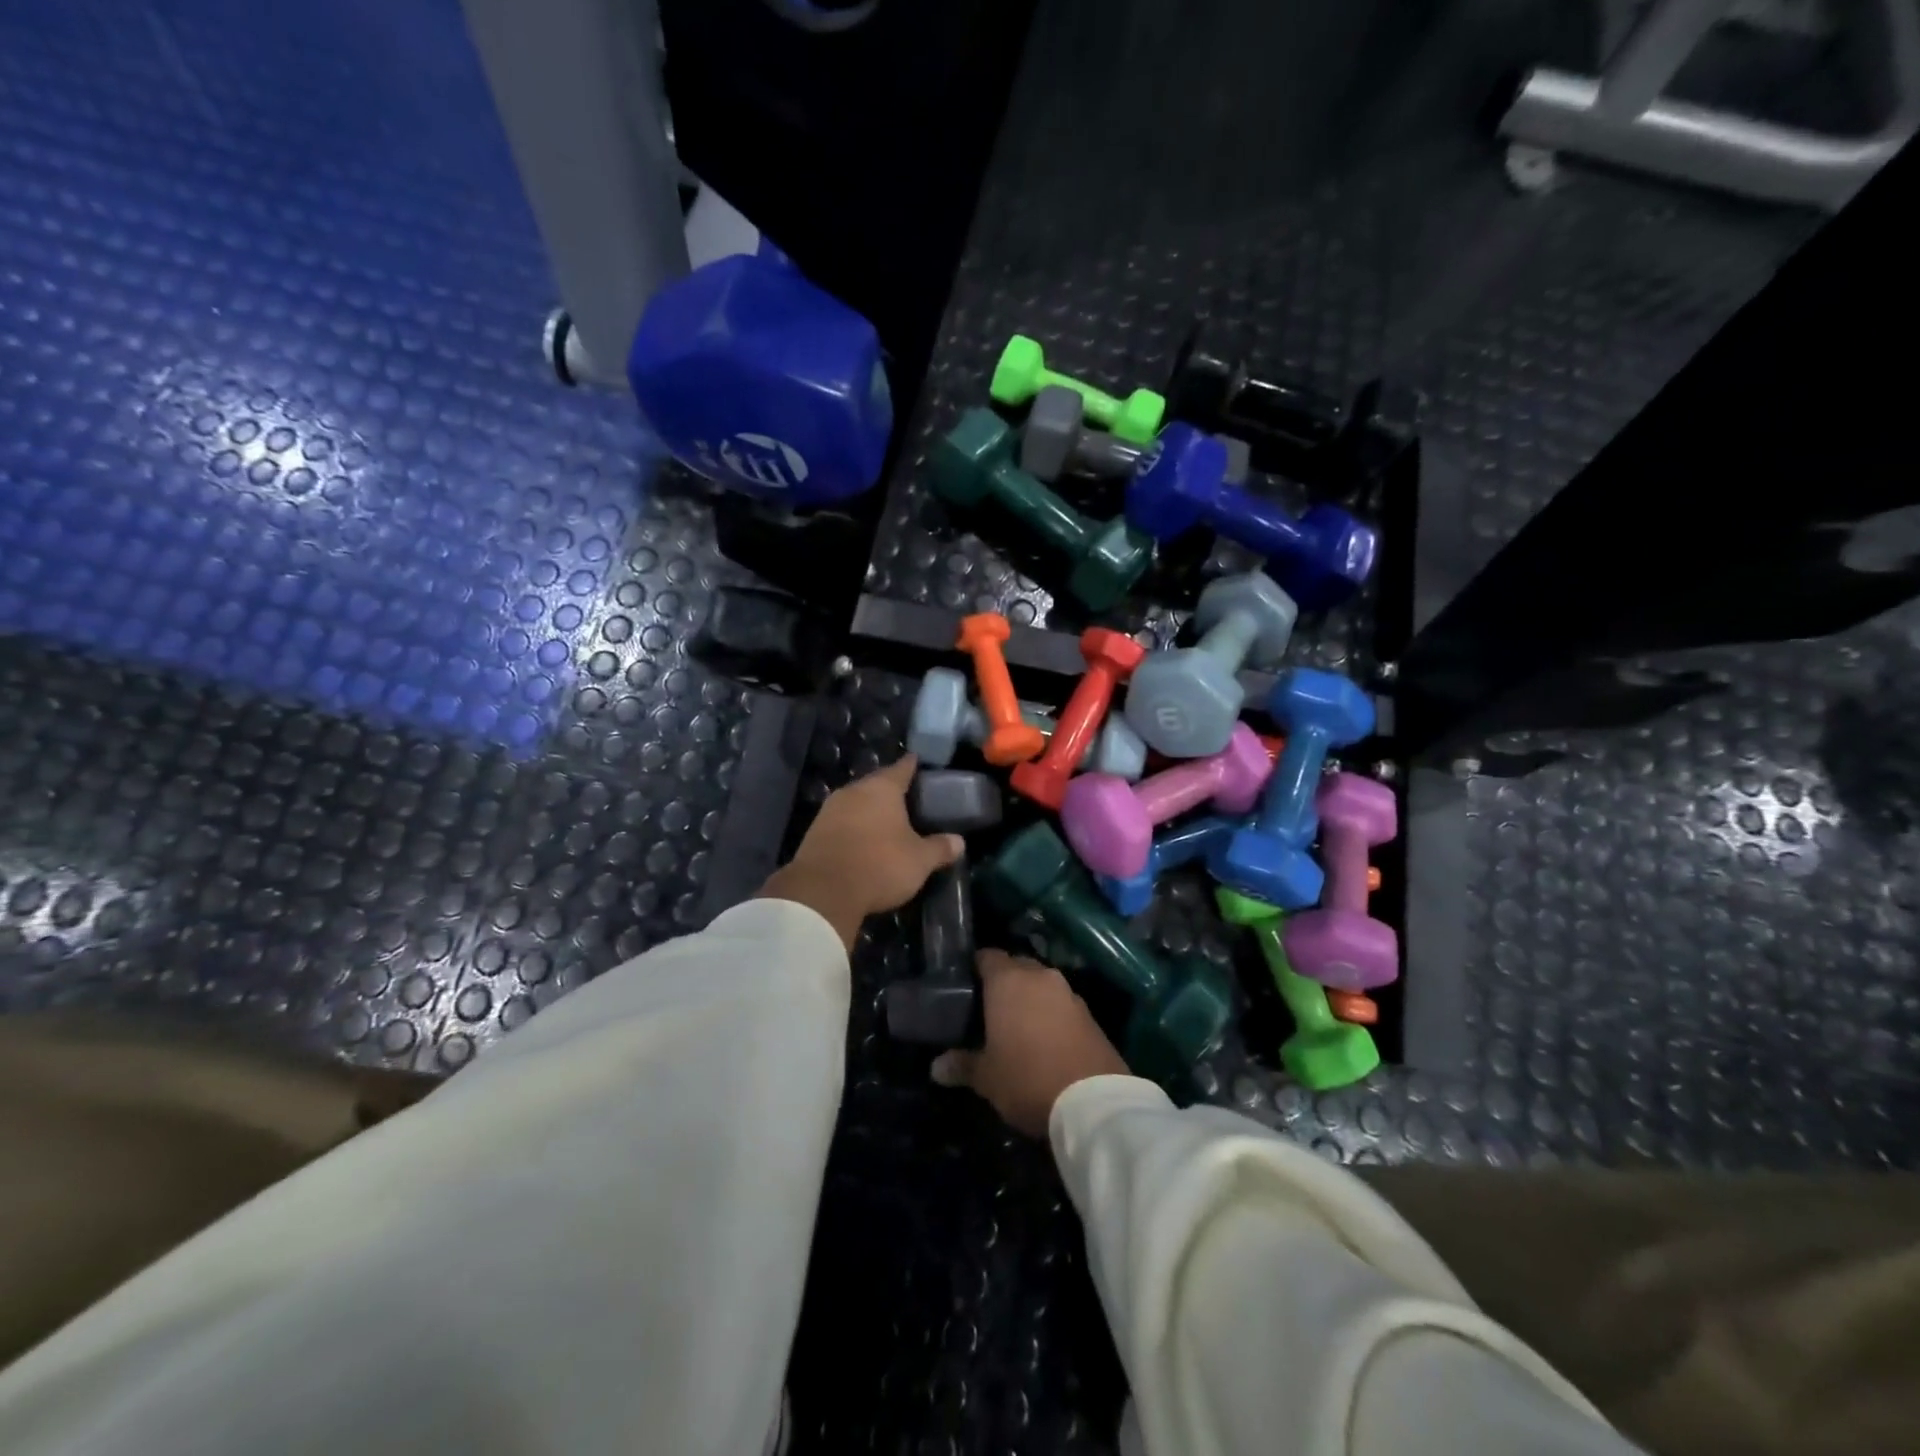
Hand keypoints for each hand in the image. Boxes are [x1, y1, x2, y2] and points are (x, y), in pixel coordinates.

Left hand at [758, 755, 962, 948]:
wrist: (822, 891)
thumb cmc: (879, 865)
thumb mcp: (919, 861)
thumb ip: (939, 848)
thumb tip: (959, 842)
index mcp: (882, 788)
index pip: (902, 768)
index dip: (912, 766)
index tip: (918, 762)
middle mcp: (854, 791)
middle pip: (876, 783)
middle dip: (890, 790)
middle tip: (907, 799)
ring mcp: (830, 810)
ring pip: (856, 802)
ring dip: (869, 810)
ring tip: (886, 820)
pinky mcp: (814, 831)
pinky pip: (841, 821)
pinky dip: (854, 827)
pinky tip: (862, 839)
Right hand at [932, 951, 1128, 1136]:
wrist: (1094, 1102)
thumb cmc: (1027, 1078)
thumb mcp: (987, 1078)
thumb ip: (962, 1065)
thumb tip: (936, 1067)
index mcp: (1008, 981)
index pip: (987, 956)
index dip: (975, 967)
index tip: (965, 985)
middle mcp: (1040, 977)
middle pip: (1017, 966)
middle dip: (1004, 981)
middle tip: (988, 1007)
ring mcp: (1069, 993)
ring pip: (1042, 985)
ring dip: (1031, 998)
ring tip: (1017, 1024)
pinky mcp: (1091, 1015)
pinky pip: (1062, 1004)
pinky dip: (1051, 1014)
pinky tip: (1045, 1039)